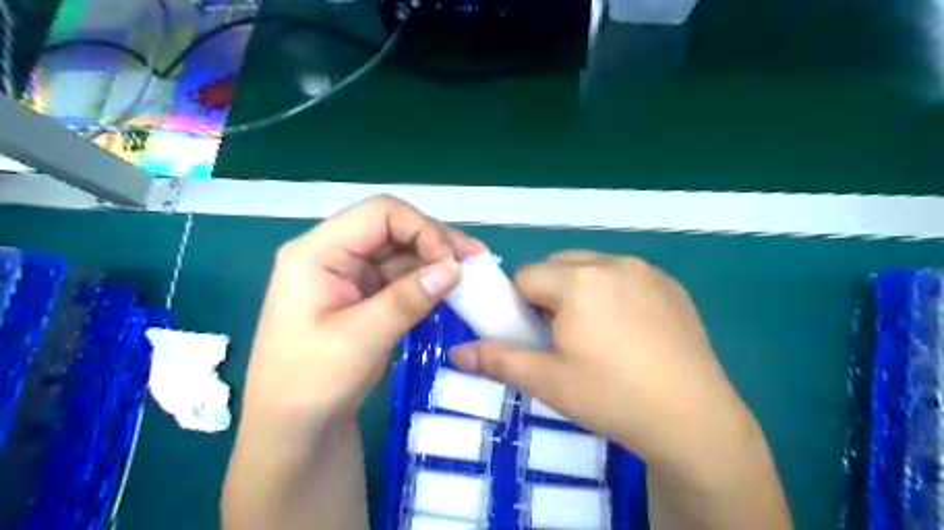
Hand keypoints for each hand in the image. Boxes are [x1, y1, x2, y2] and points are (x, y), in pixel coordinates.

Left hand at [243, 195, 486, 421]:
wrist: (293, 432)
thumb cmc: (311, 384)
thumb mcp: (361, 338)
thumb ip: (408, 298)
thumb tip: (454, 268)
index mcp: (317, 253)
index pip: (379, 214)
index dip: (422, 228)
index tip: (453, 262)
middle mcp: (332, 255)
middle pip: (392, 228)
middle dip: (434, 240)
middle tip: (476, 260)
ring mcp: (347, 276)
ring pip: (399, 251)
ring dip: (434, 259)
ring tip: (470, 273)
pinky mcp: (361, 297)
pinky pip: (398, 277)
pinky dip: (425, 280)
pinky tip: (449, 289)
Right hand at [448, 250, 753, 469]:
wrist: (694, 420)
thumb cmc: (612, 397)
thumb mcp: (548, 381)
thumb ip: (497, 359)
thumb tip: (455, 353)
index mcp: (579, 280)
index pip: (526, 277)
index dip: (519, 305)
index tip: (531, 334)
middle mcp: (613, 263)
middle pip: (558, 266)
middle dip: (548, 294)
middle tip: (561, 336)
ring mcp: (646, 271)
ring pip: (592, 268)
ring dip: (580, 291)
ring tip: (595, 335)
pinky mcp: (671, 285)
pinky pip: (625, 277)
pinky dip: (613, 293)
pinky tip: (629, 332)